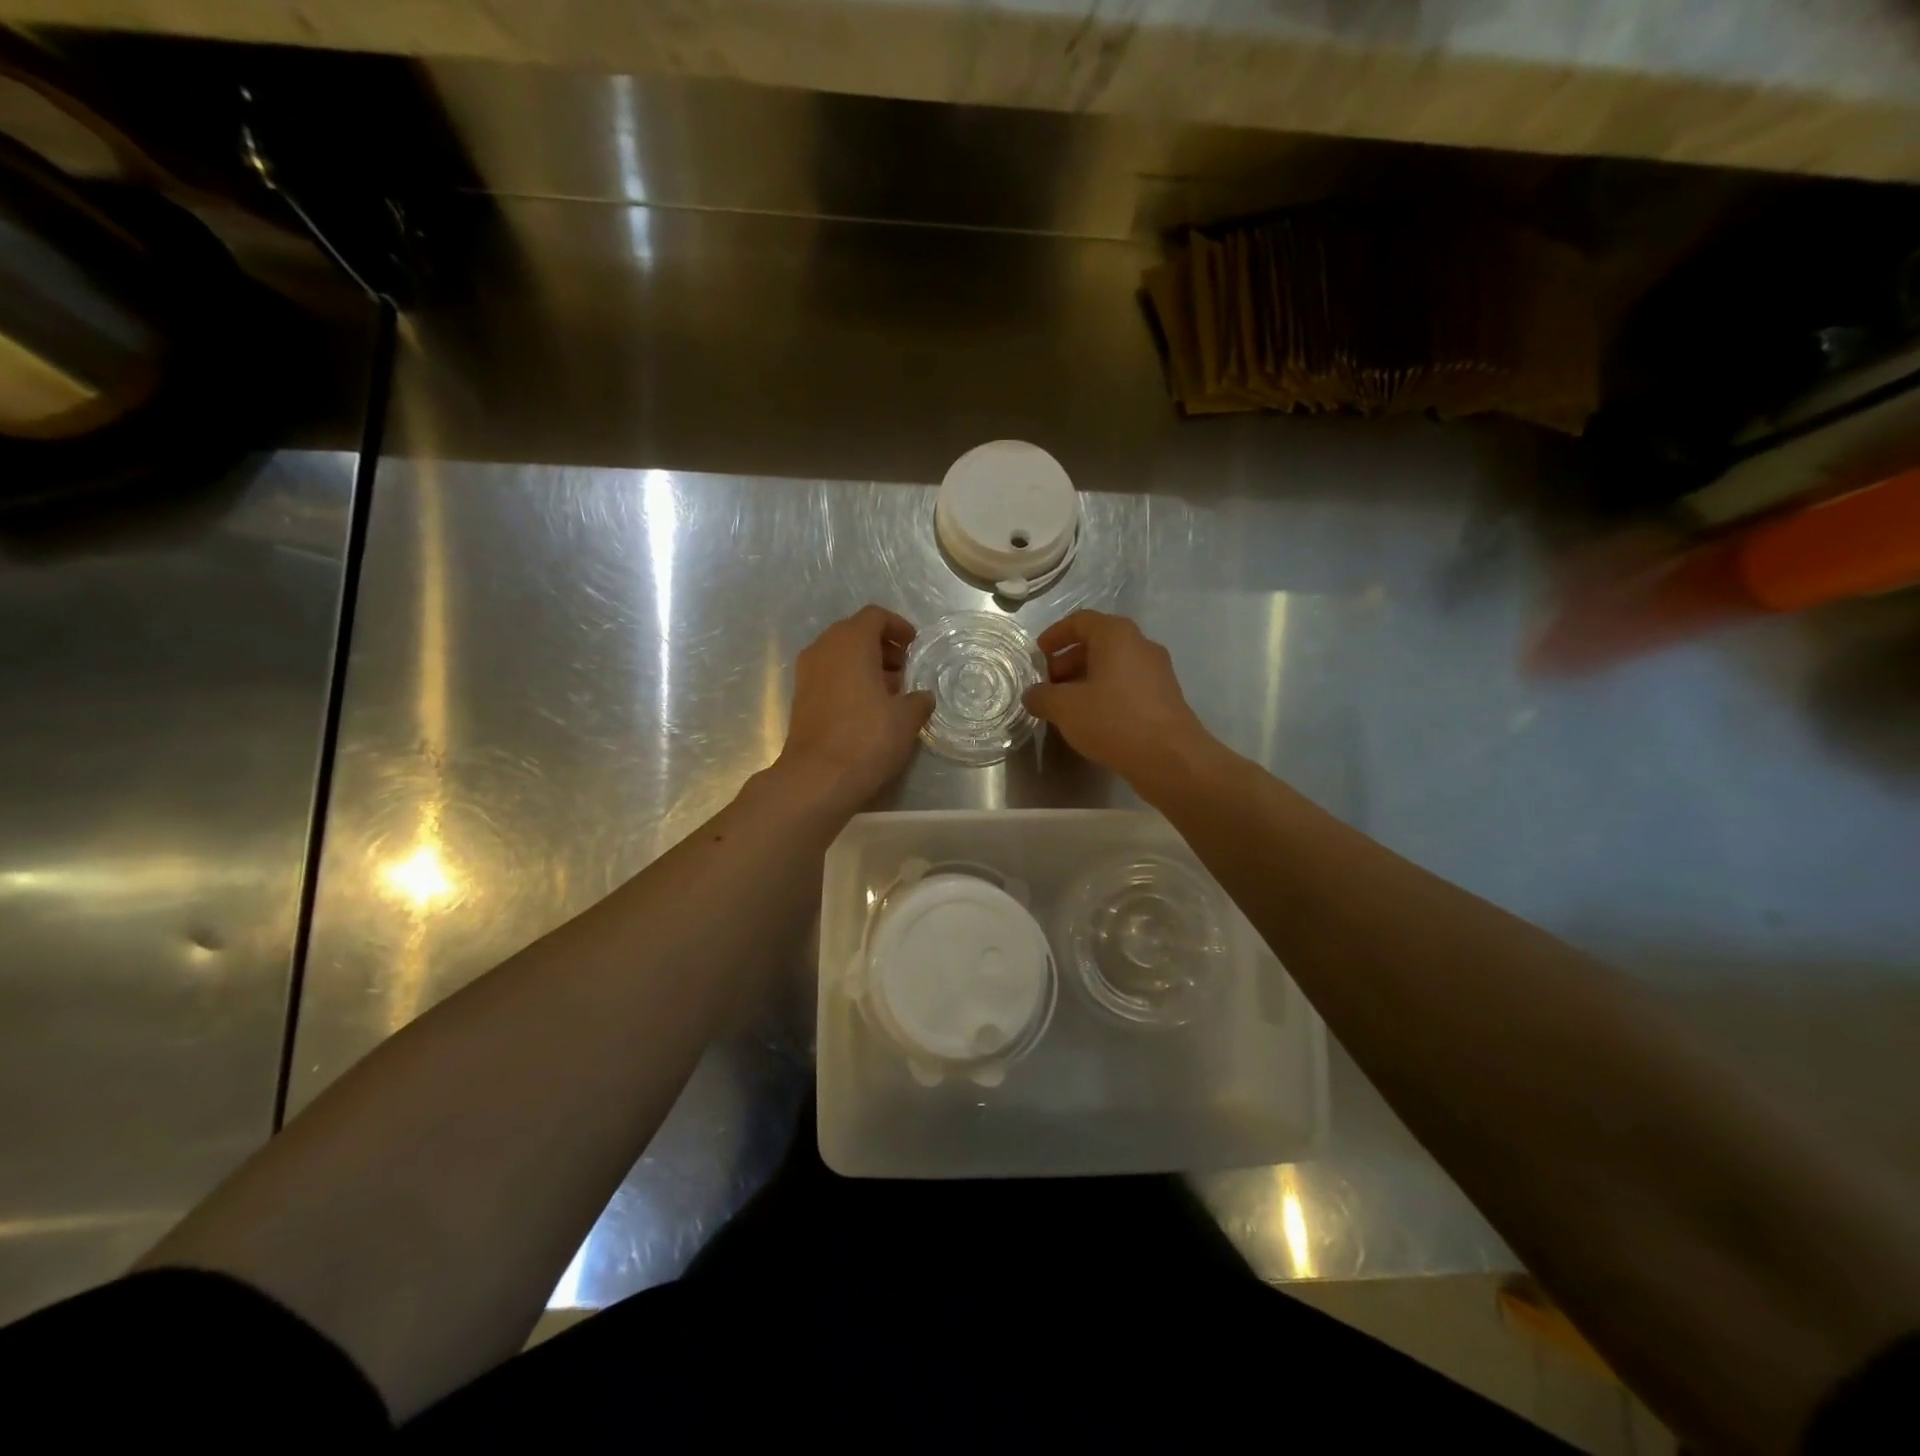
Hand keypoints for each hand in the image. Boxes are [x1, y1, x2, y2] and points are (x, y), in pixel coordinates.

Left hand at [777, 606, 932, 807]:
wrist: (818, 778)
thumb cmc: (867, 738)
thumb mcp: (906, 719)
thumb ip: (918, 700)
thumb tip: (922, 697)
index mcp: (851, 642)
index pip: (875, 617)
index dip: (898, 626)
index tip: (914, 645)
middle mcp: (824, 649)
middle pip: (855, 633)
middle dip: (881, 646)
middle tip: (904, 669)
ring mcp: (807, 673)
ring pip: (840, 655)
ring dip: (865, 665)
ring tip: (890, 691)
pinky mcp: (800, 698)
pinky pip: (829, 676)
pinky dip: (849, 681)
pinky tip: (868, 708)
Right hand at [1023, 611, 1216, 786]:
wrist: (1170, 757)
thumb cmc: (1113, 720)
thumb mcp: (1065, 708)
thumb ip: (1042, 696)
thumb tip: (1033, 695)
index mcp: (1116, 635)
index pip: (1080, 621)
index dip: (1055, 635)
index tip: (1038, 655)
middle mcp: (1140, 645)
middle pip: (1098, 643)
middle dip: (1068, 661)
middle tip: (1048, 685)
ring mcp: (1157, 671)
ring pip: (1113, 666)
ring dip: (1086, 680)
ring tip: (1066, 706)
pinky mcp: (1165, 697)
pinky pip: (1127, 685)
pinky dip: (1106, 694)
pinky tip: (1092, 720)